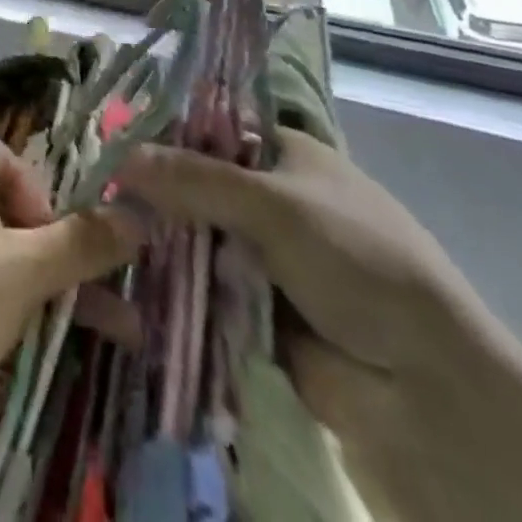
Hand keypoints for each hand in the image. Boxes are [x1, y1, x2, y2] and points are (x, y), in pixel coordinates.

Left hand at [0, 132, 137, 500]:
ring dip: (70, 294)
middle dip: (69, 244)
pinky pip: (9, 317)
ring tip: (130, 330)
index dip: (31, 176)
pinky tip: (88, 357)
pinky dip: (44, 329)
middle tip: (118, 274)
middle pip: (18, 214)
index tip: (57, 220)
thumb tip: (140, 214)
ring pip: (21, 271)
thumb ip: (81, 242)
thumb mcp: (20, 269)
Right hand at [117, 131, 480, 384]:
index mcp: (285, 154)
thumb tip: (120, 155)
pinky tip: (127, 283)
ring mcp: (262, 257)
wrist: (426, 392)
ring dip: (160, 244)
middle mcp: (271, 198)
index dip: (163, 132)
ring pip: (194, 238)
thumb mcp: (276, 206)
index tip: (109, 140)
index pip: (209, 129)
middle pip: (196, 184)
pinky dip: (174, 289)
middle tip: (95, 194)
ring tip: (100, 238)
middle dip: (154, 193)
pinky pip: (201, 289)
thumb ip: (195, 178)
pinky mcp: (253, 311)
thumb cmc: (358, 264)